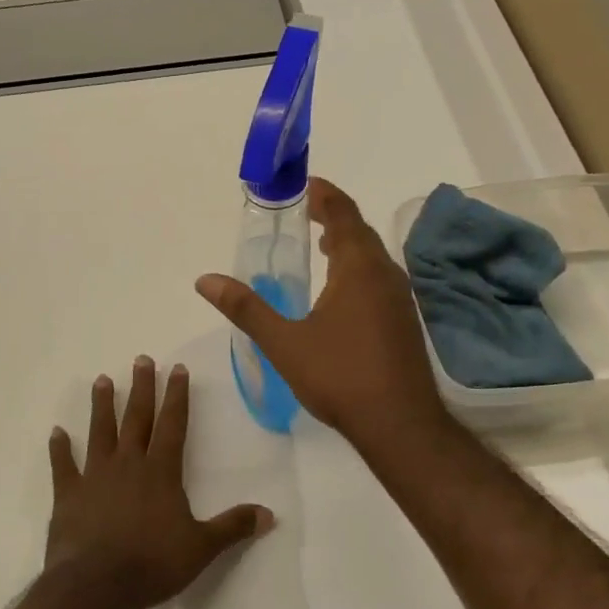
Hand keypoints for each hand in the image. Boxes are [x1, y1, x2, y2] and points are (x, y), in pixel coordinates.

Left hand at [45, 358, 273, 608]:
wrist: (96, 586)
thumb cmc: (153, 563)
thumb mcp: (202, 547)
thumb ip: (233, 527)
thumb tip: (270, 515)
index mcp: (161, 471)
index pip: (172, 424)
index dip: (176, 395)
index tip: (177, 368)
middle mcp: (128, 464)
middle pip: (137, 418)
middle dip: (142, 388)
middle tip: (141, 359)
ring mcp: (95, 477)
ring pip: (100, 432)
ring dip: (102, 406)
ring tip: (103, 380)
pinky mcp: (68, 495)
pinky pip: (63, 466)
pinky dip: (59, 449)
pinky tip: (56, 432)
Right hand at [196, 176, 450, 448]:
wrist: (399, 424)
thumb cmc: (340, 376)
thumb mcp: (284, 342)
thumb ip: (245, 308)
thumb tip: (205, 280)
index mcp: (358, 268)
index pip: (342, 214)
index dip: (324, 194)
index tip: (304, 184)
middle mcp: (385, 274)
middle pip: (360, 231)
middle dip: (333, 216)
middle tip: (304, 211)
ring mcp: (399, 298)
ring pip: (373, 256)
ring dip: (347, 243)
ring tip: (319, 245)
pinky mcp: (403, 320)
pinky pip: (379, 277)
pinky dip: (357, 268)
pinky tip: (340, 292)